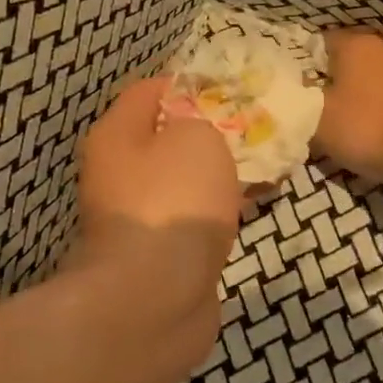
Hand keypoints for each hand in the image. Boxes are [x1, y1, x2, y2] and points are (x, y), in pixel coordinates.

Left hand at [74, 77, 240, 331]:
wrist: (155, 297)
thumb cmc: (173, 201)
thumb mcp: (196, 136)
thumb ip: (202, 120)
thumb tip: (197, 130)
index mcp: (117, 136)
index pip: (149, 91)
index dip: (190, 85)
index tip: (232, 91)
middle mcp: (118, 173)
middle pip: (167, 138)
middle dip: (211, 132)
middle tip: (255, 130)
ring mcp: (137, 216)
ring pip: (184, 180)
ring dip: (219, 174)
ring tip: (264, 167)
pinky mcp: (158, 253)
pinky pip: (194, 216)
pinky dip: (220, 209)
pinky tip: (254, 206)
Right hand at [313, 31, 382, 188]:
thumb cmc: (367, 130)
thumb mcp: (317, 121)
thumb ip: (302, 101)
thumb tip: (300, 91)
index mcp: (356, 45)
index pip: (323, 42)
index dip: (311, 65)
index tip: (307, 90)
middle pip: (356, 58)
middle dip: (344, 78)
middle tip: (332, 109)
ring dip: (374, 91)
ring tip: (366, 123)